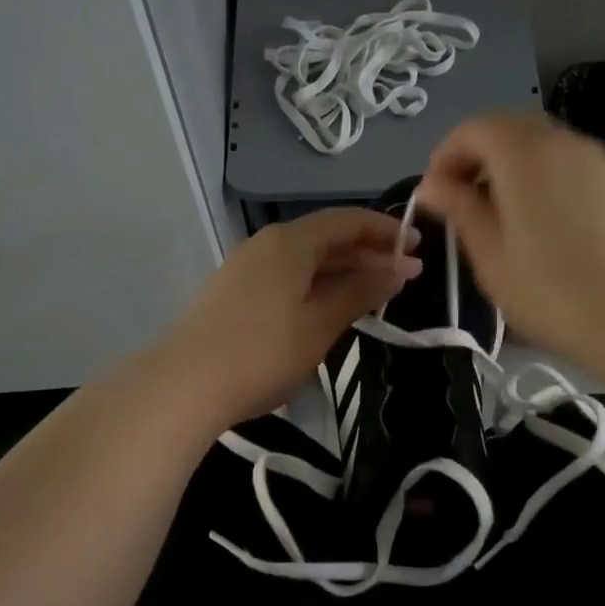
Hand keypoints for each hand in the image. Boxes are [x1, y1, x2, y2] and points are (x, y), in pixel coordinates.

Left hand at [161, 208, 421, 428]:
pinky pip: (286, 278)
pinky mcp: (233, 293)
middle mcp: (267, 244)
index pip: (348, 221)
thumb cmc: (263, 352)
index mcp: (291, 242)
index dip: (386, 231)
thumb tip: (400, 269)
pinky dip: (315, 286)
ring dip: (342, 272)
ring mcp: (245, 268)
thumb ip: (361, 292)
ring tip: (373, 294)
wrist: (185, 385)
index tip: (418, 248)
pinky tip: (329, 309)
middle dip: (367, 253)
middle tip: (403, 275)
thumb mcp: (320, 323)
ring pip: (305, 261)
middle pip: (326, 238)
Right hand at [414, 110, 604, 377]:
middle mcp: (566, 142)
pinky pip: (573, 167)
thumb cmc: (554, 295)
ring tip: (502, 220)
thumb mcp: (492, 258)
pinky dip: (546, 181)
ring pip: (545, 147)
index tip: (434, 195)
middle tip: (463, 204)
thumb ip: (460, 211)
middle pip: (511, 128)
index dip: (445, 155)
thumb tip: (432, 185)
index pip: (474, 128)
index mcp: (526, 154)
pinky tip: (547, 229)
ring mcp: (603, 162)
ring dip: (513, 169)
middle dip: (478, 157)